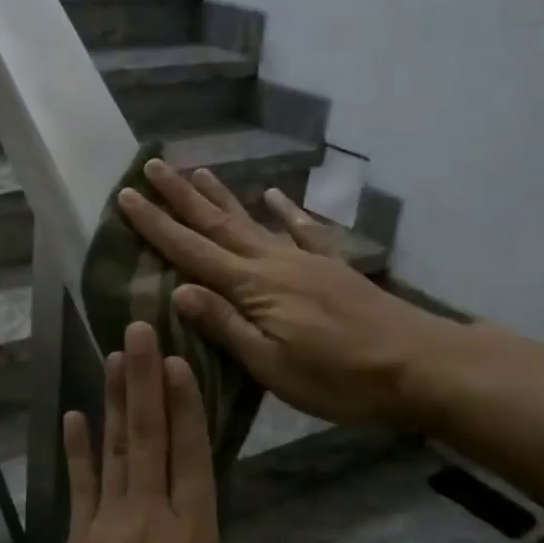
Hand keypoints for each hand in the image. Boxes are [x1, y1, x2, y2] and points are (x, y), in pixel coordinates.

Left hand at [31, 322, 225, 542]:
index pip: (192, 459)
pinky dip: (78, 449)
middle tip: (139, 331)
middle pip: (150, 440)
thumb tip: (192, 516)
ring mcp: (107, 528)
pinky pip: (79, 486)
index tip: (179, 362)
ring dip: (115, 401)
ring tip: (114, 358)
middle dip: (145, 381)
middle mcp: (150, 522)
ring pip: (116, 452)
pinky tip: (76, 415)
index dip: (186, 407)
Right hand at [116, 160, 455, 425]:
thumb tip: (178, 291)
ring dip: (221, 196)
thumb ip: (225, 325)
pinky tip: (275, 196)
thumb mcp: (271, 364)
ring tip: (197, 170)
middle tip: (152, 167)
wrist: (417, 364)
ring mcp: (304, 260)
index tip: (126, 197)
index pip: (191, 252)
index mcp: (252, 288)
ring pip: (252, 221)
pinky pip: (303, 231)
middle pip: (217, 224)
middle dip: (180, 196)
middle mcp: (273, 262)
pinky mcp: (331, 267)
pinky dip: (286, 211)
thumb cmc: (338, 376)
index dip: (156, 225)